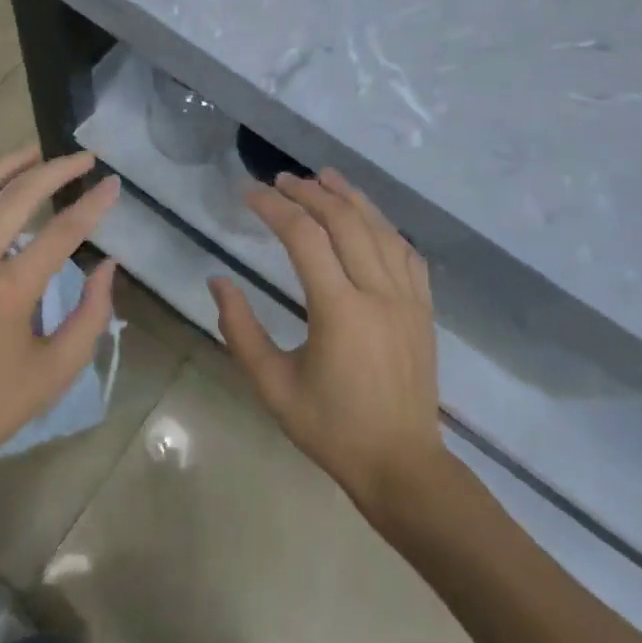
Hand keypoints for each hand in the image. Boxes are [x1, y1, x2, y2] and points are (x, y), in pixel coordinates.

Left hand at [0, 147, 119, 502]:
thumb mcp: (53, 374)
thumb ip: (90, 317)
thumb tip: (107, 267)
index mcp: (7, 290)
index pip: (61, 231)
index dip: (93, 204)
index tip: (113, 183)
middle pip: (17, 195)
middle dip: (56, 169)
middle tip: (83, 157)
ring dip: (8, 166)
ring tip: (35, 153)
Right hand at [210, 169, 445, 517]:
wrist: (402, 466)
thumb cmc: (331, 429)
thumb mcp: (273, 387)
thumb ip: (240, 330)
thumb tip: (217, 281)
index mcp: (340, 311)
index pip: (304, 238)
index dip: (274, 208)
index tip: (249, 194)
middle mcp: (378, 293)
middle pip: (344, 221)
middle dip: (310, 192)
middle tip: (281, 180)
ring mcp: (407, 298)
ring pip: (379, 228)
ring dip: (349, 197)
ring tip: (324, 176)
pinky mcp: (424, 308)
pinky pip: (406, 252)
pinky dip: (384, 226)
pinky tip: (369, 217)